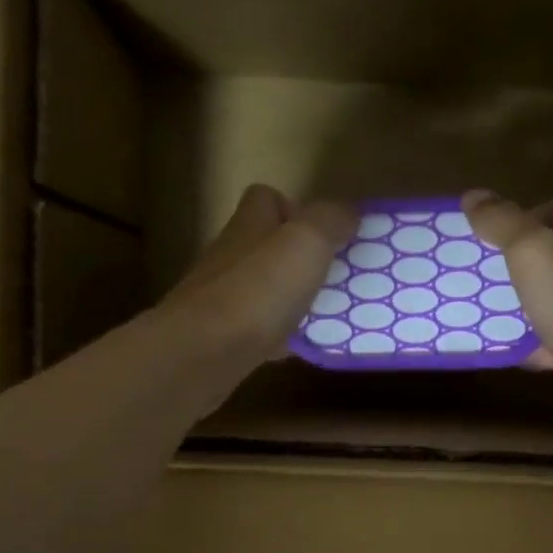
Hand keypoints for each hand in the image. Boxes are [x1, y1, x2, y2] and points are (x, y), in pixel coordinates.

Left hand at [161, 184, 356, 363]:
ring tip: (327, 313)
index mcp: (250, 226)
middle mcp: (231, 257)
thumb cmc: (258, 290)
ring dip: (292, 298)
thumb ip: (330, 221)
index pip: (266, 199)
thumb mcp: (306, 242)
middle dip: (298, 258)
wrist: (203, 353)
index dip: (296, 208)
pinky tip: (302, 347)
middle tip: (334, 276)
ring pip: (263, 289)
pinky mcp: (220, 338)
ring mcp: (221, 299)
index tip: (325, 231)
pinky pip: (258, 330)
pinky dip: (281, 336)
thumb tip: (348, 213)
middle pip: (265, 246)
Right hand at [462, 190, 552, 431]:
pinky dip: (532, 345)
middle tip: (478, 277)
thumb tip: (473, 196)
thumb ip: (502, 221)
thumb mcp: (531, 249)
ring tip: (483, 313)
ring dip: (522, 306)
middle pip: (552, 257)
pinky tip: (507, 352)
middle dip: (516, 265)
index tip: (487, 236)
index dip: (520, 218)